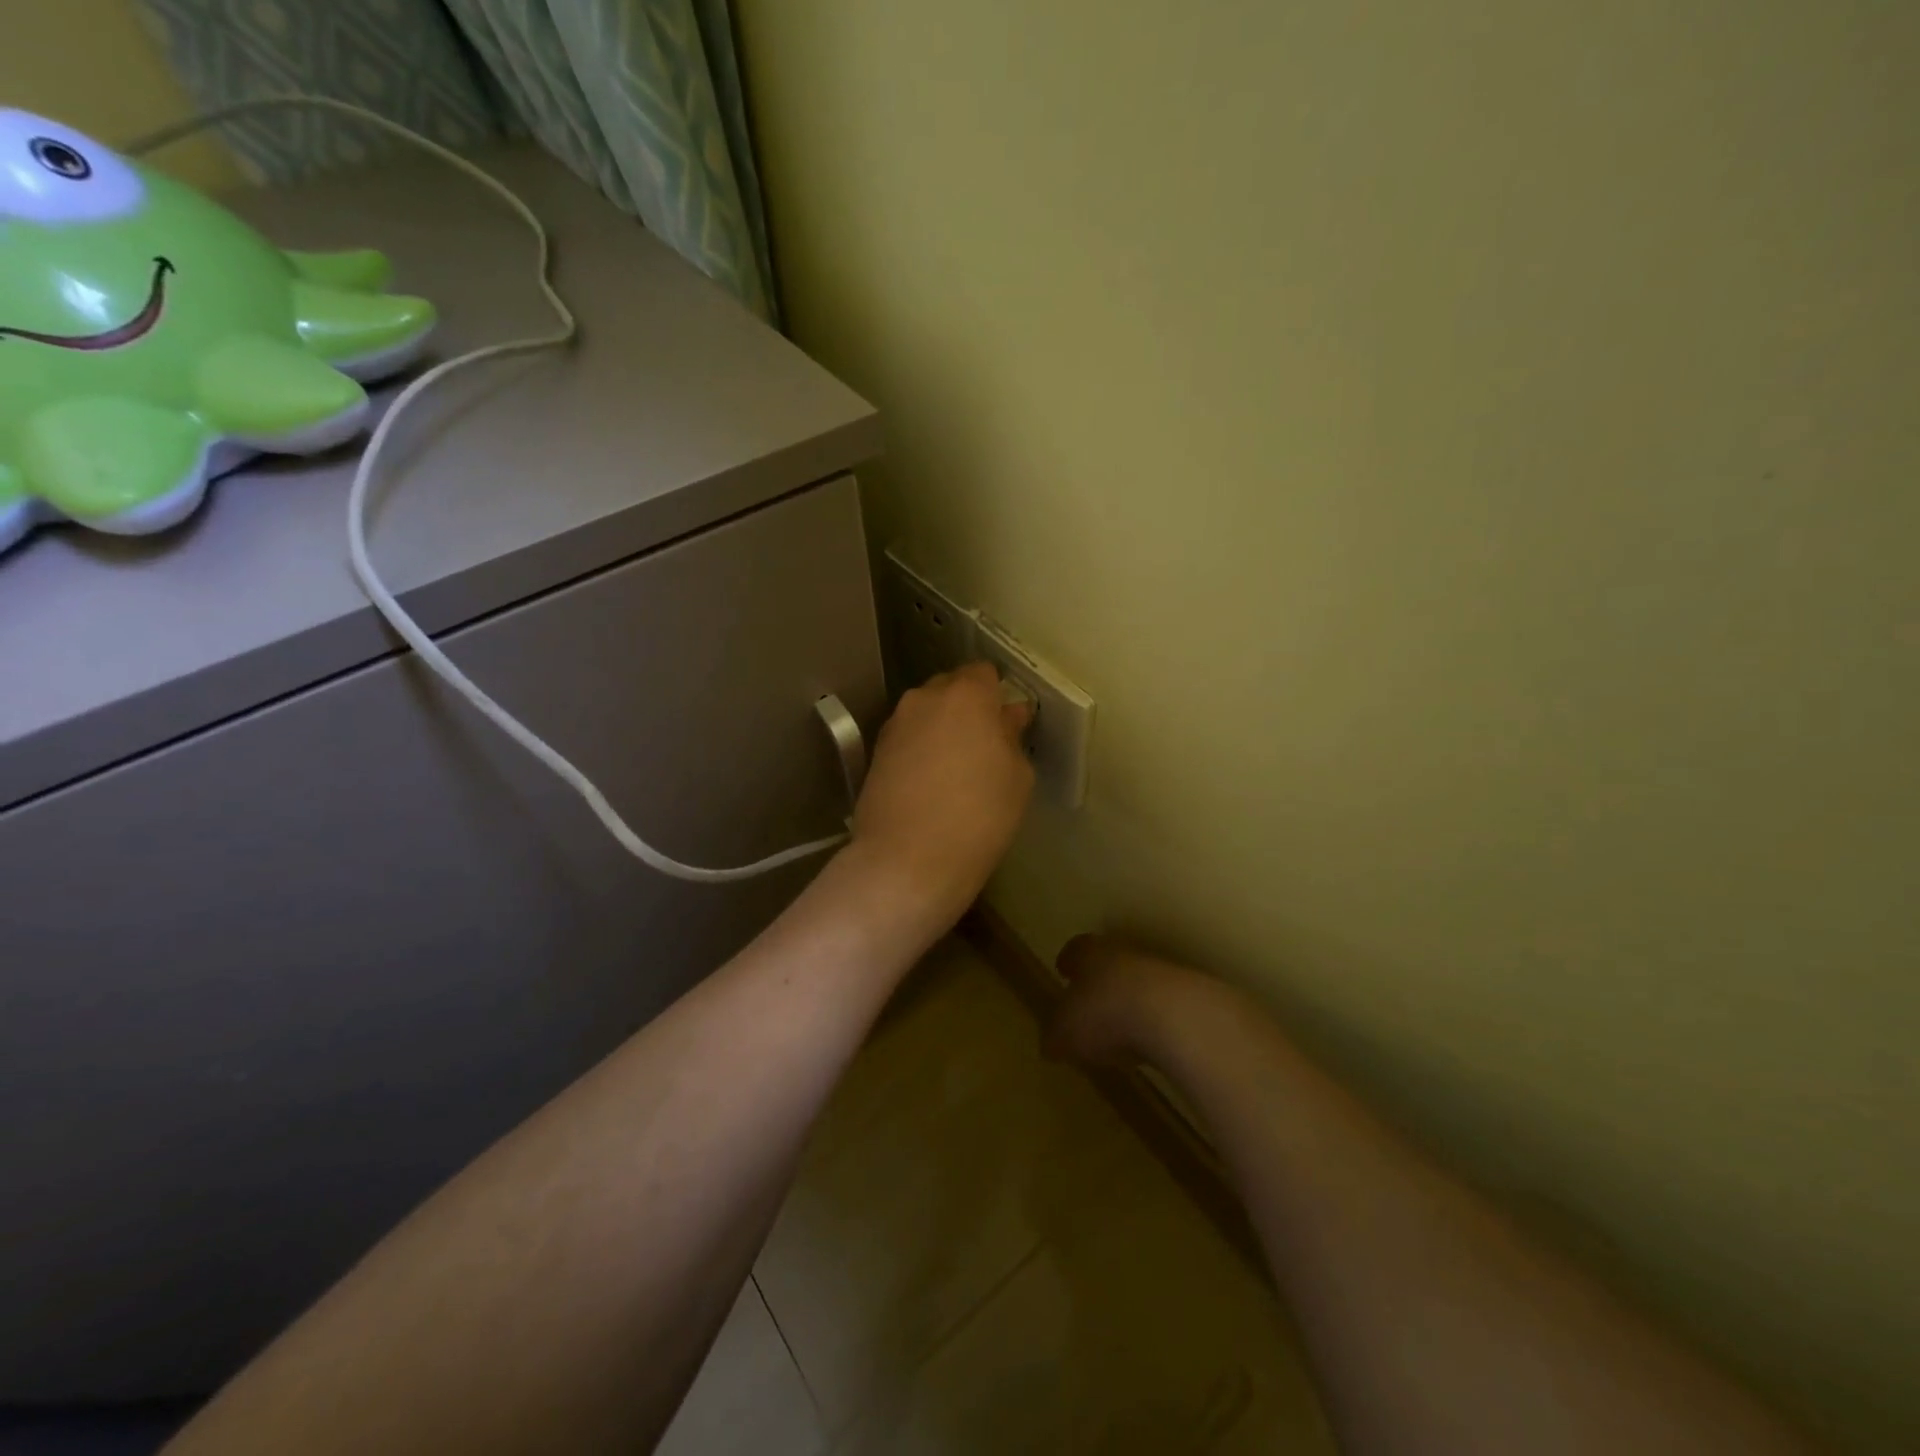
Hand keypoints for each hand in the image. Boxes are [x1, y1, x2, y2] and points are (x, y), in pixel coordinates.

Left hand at [847, 663, 1034, 926]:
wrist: (908, 860)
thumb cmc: (979, 815)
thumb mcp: (1017, 777)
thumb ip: (1012, 736)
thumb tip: (1008, 716)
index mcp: (966, 695)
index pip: (984, 673)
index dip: (996, 695)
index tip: (1006, 723)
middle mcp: (924, 698)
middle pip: (950, 689)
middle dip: (967, 708)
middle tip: (983, 747)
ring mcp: (895, 725)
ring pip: (925, 715)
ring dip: (941, 730)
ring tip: (954, 770)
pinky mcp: (875, 753)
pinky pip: (908, 739)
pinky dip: (919, 751)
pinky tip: (929, 785)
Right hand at [1044, 935, 1215, 1068]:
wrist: (1174, 1016)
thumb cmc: (1105, 1014)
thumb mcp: (1064, 1032)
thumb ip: (1054, 1035)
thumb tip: (1050, 1043)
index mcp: (1089, 952)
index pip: (1075, 950)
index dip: (1068, 962)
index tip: (1063, 970)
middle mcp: (1123, 954)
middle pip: (1107, 963)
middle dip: (1098, 982)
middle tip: (1088, 1004)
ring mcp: (1159, 972)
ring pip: (1136, 983)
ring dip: (1127, 1002)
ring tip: (1119, 1030)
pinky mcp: (1187, 997)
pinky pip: (1160, 1007)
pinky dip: (1152, 1022)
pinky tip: (1147, 1044)